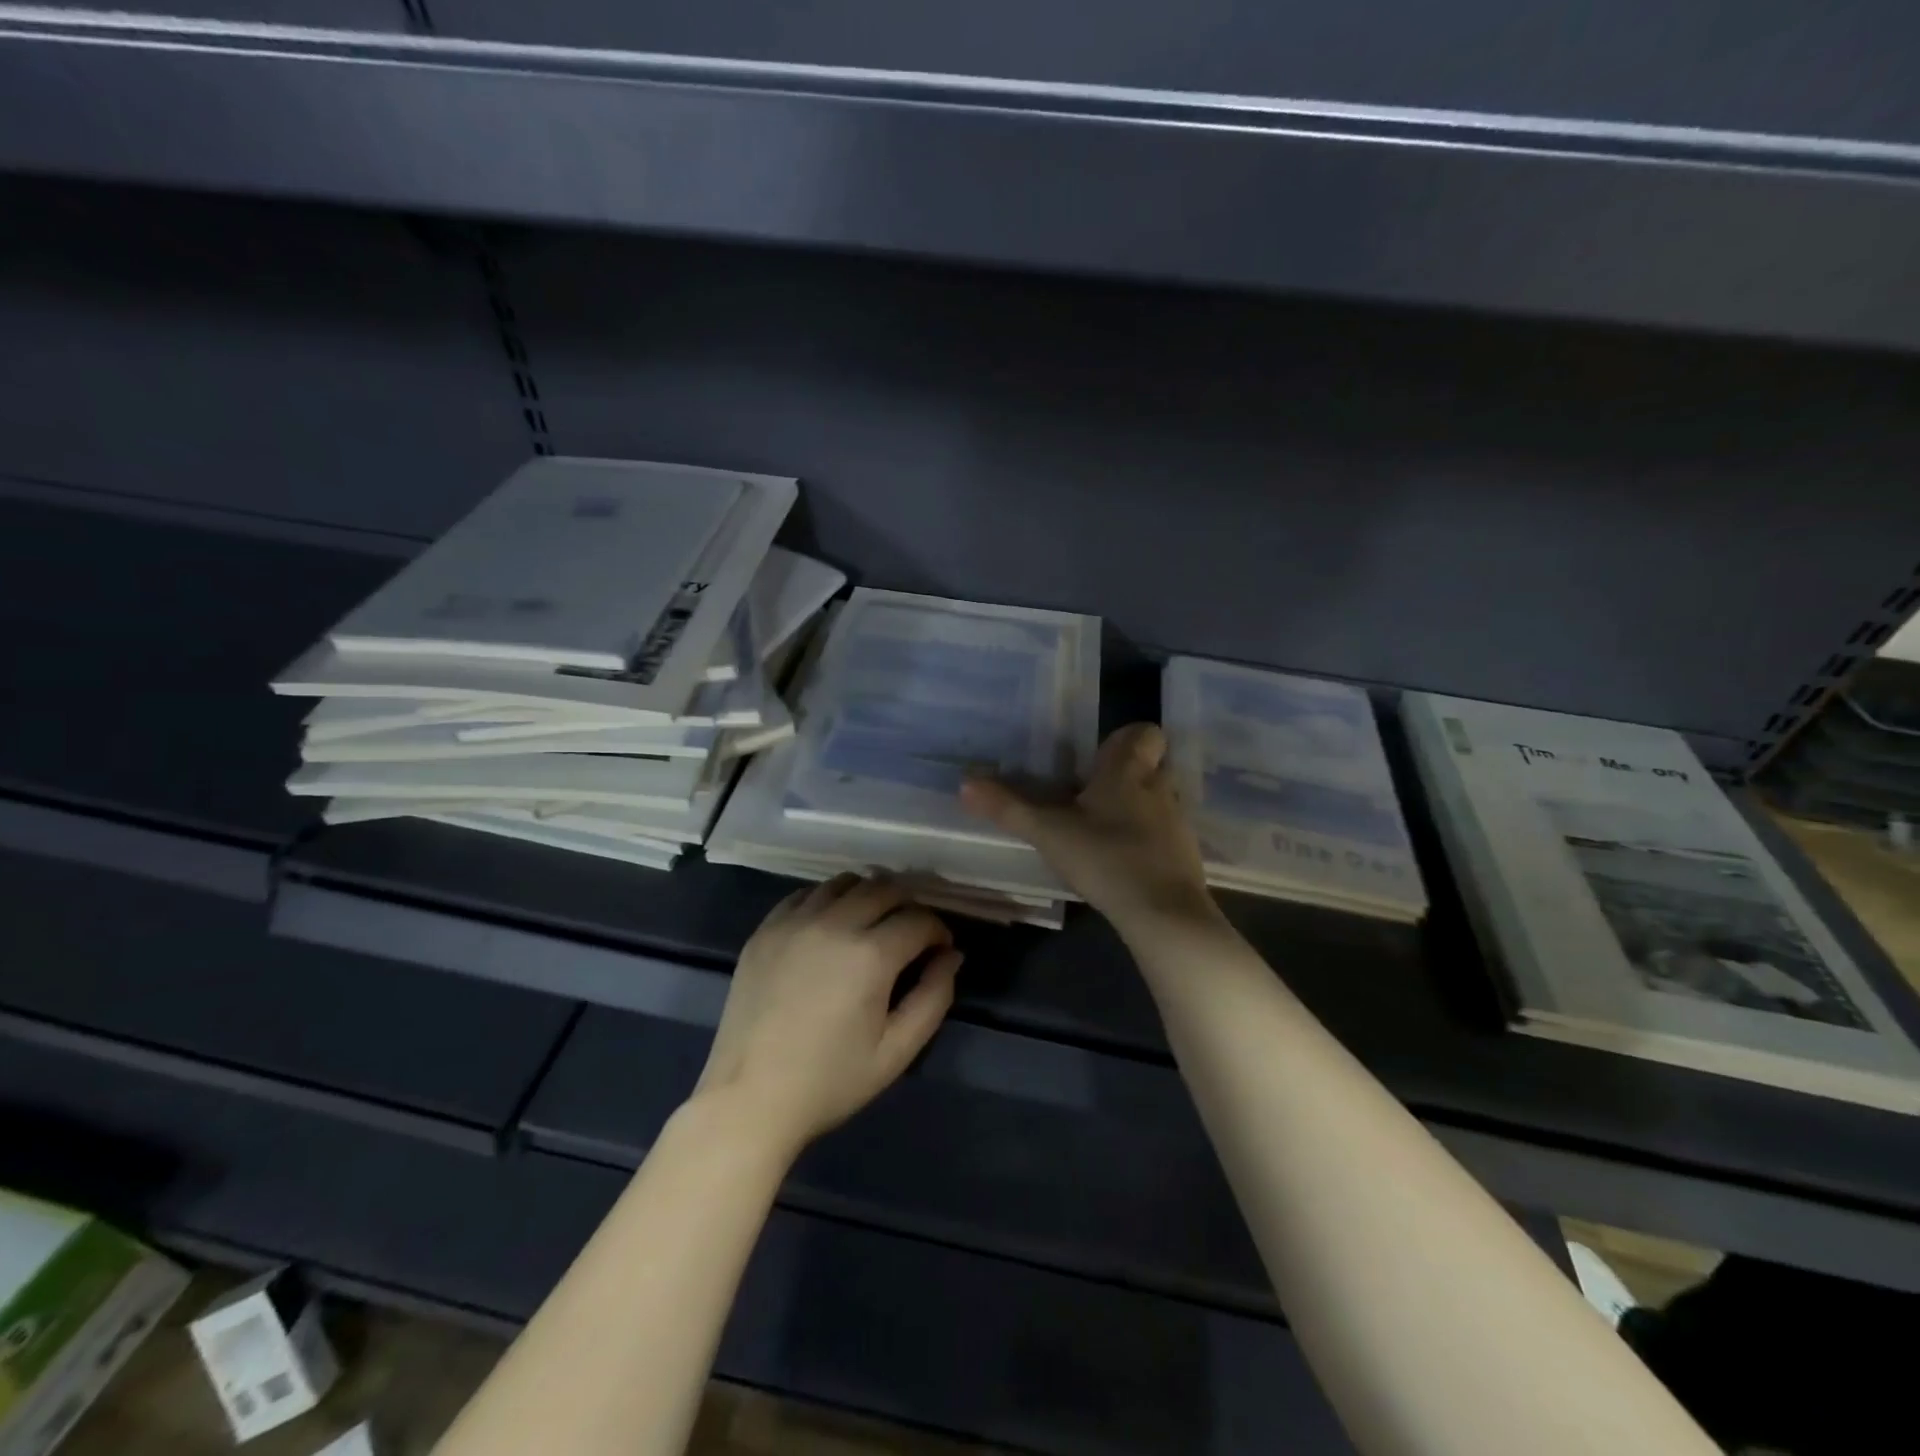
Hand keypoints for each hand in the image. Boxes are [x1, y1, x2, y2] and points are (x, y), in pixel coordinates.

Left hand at [695, 874, 960, 1156]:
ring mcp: (794, 922)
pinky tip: (830, 926)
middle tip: (910, 933)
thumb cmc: (830, 1081)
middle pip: (884, 888)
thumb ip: (934, 997)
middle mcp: (833, 924)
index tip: (939, 950)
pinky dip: (828, 900)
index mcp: (870, 955)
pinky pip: (805, 894)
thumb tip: (951, 955)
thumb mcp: (897, 1051)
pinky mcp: (765, 930)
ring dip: (868, 895)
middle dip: (908, 904)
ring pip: (844, 883)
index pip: (918, 919)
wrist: (749, 1098)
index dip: (937, 931)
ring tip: (871, 924)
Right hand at [961, 722, 1219, 937]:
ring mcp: (1177, 822)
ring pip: (1158, 799)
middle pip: (1151, 765)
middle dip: (1125, 775)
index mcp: (1128, 770)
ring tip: (1101, 830)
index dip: (1124, 740)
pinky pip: (1165, 833)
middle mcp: (1159, 787)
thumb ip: (1008, 808)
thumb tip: (965, 783)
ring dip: (1136, 808)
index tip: (1095, 760)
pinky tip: (1121, 860)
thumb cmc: (1106, 857)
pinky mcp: (1185, 854)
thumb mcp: (1048, 833)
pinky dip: (1147, 839)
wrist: (1164, 913)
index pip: (1144, 733)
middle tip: (1090, 795)